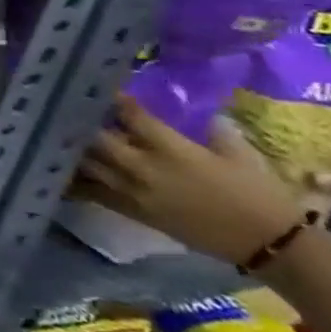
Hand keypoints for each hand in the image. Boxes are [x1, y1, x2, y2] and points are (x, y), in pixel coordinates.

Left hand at [73, 96, 301, 264]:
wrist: (271, 246)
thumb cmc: (260, 195)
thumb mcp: (240, 154)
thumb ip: (212, 129)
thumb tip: (199, 109)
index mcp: (172, 149)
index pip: (132, 115)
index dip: (115, 99)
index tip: (102, 86)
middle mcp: (144, 167)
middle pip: (97, 137)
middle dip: (84, 121)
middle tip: (72, 108)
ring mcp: (133, 190)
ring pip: (88, 162)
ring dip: (74, 147)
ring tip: (60, 132)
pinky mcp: (131, 211)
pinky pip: (92, 192)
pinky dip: (74, 179)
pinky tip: (59, 166)